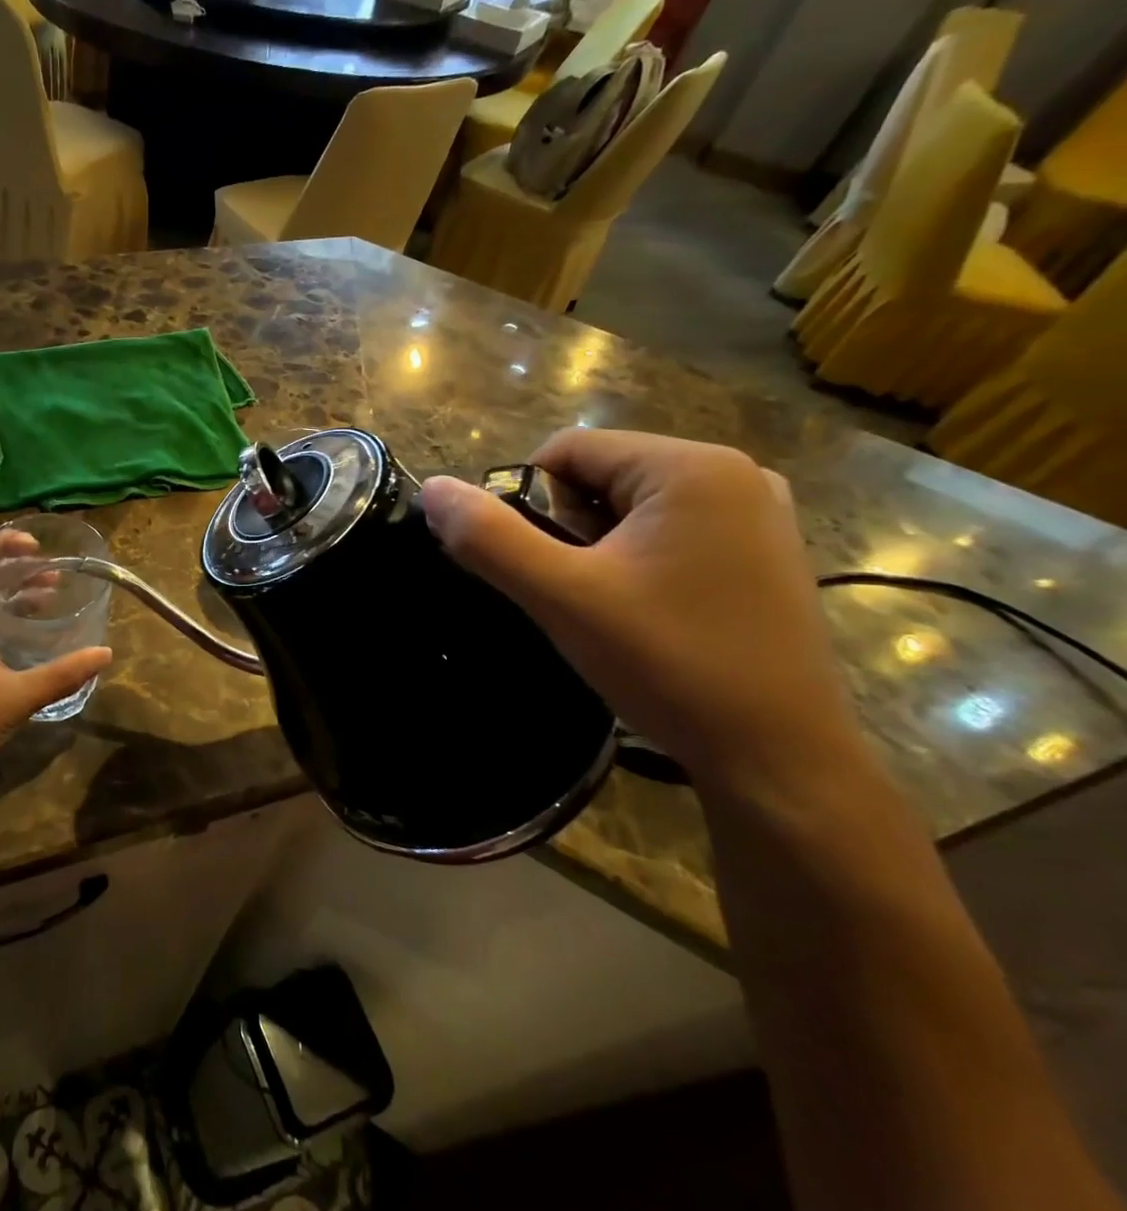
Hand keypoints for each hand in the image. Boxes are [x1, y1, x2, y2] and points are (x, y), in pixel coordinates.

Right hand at [421, 430, 863, 794]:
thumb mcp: (562, 597)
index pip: (566, 451)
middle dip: (571, 529)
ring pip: (630, 506)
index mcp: (692, 467)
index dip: (532, 505)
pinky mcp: (765, 551)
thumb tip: (432, 488)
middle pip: (600, 475)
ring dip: (601, 548)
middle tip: (587, 595)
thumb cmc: (670, 664)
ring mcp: (759, 513)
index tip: (549, 569)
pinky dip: (639, 561)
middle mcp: (736, 472)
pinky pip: (670, 530)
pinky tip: (653, 613)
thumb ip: (489, 537)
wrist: (778, 759)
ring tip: (619, 610)